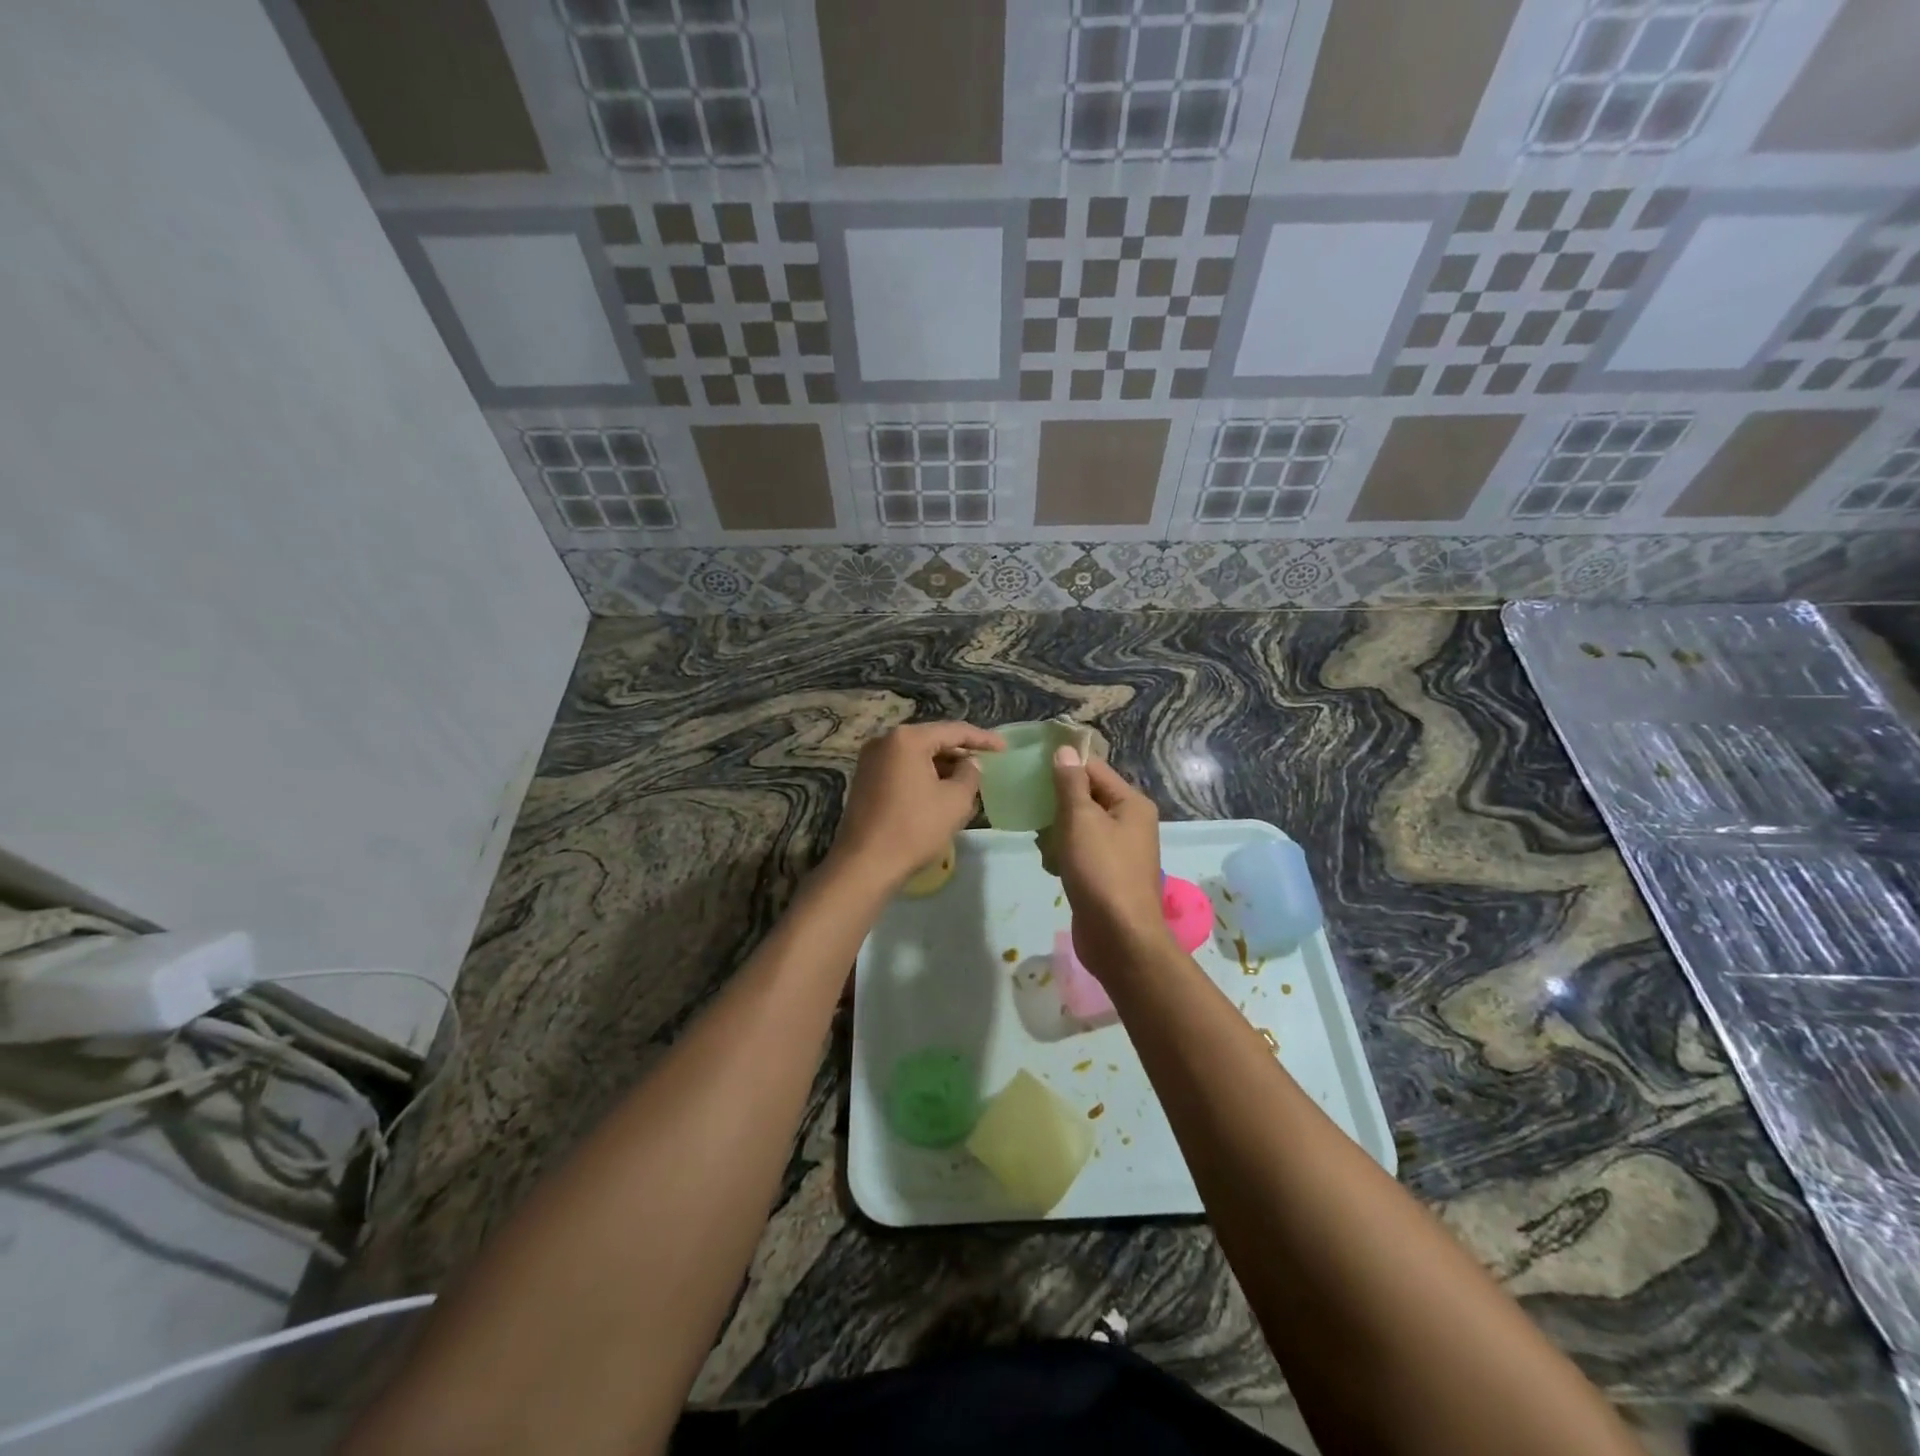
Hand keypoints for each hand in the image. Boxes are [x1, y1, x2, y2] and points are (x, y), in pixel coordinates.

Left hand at [828, 721, 1003, 888]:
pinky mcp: (865, 780)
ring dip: (943, 767)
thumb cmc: (915, 828)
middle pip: (932, 740)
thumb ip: (970, 774)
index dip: (982, 738)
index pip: (954, 730)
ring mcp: (871, 761)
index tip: (1004, 748)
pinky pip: (903, 770)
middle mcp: (885, 741)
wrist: (865, 864)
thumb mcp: (955, 800)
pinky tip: (942, 792)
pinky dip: (924, 776)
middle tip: (986, 764)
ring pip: (917, 756)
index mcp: (907, 739)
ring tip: (968, 782)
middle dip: (960, 753)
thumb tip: (970, 763)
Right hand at [1049, 747, 1172, 974]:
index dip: (1064, 765)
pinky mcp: (1106, 875)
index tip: (1031, 766)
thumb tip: (1065, 750)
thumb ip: (1070, 784)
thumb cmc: (1101, 871)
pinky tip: (1052, 867)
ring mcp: (1119, 851)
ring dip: (1057, 833)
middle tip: (1032, 809)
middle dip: (1058, 804)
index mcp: (1131, 803)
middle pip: (1086, 797)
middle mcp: (1130, 822)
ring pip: (1080, 826)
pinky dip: (1065, 856)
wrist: (1119, 938)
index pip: (1094, 768)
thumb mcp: (1081, 820)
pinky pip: (1081, 852)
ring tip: (1044, 845)